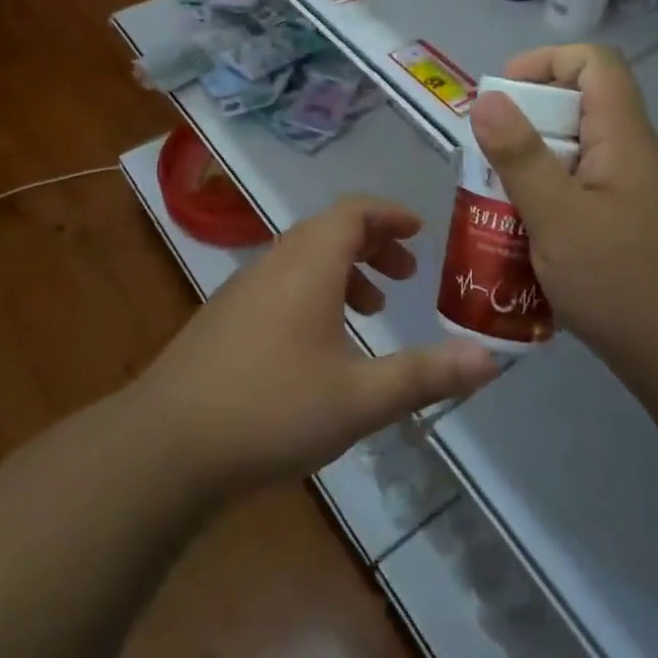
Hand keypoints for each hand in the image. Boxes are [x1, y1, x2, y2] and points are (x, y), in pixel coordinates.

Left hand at [136, 196, 501, 497]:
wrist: (166, 446)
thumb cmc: (271, 410)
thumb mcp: (360, 398)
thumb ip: (426, 375)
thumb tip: (492, 359)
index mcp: (308, 265)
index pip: (353, 212)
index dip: (389, 214)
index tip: (420, 231)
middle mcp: (274, 264)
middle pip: (328, 231)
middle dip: (372, 245)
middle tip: (404, 276)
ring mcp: (242, 290)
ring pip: (302, 259)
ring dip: (343, 271)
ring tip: (371, 311)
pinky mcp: (224, 319)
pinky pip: (280, 284)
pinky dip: (314, 292)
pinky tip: (320, 346)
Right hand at [469, 45, 657, 373]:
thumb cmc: (624, 282)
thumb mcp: (558, 217)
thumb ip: (520, 157)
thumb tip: (486, 98)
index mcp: (624, 137)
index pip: (594, 63)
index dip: (545, 61)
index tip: (500, 96)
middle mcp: (632, 155)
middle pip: (577, 108)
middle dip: (523, 125)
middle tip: (484, 162)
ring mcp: (632, 194)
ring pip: (573, 157)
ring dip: (530, 170)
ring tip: (493, 203)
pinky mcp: (628, 228)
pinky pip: (579, 195)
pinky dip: (546, 204)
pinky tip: (522, 241)